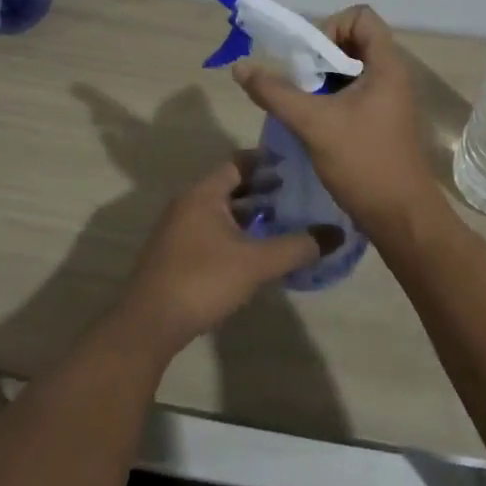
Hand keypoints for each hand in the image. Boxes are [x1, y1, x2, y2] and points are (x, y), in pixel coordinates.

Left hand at [114, 158, 339, 356]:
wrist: (149, 324)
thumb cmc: (202, 280)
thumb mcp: (256, 263)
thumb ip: (296, 247)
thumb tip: (336, 234)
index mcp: (204, 194)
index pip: (238, 162)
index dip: (265, 161)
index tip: (293, 163)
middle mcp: (188, 203)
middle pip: (229, 186)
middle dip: (261, 188)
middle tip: (295, 193)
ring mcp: (178, 229)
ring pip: (220, 210)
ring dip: (248, 213)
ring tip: (281, 220)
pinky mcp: (176, 253)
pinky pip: (211, 230)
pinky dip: (235, 231)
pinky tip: (255, 251)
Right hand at [231, 4, 449, 240]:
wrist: (402, 220)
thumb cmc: (364, 163)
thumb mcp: (313, 124)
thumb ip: (276, 92)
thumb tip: (240, 67)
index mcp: (387, 65)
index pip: (361, 16)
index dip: (331, 27)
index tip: (312, 60)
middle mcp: (393, 75)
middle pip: (353, 41)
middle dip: (320, 57)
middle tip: (300, 84)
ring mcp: (390, 100)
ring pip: (351, 70)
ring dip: (323, 81)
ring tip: (304, 107)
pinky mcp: (384, 121)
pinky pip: (355, 94)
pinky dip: (332, 100)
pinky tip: (315, 125)